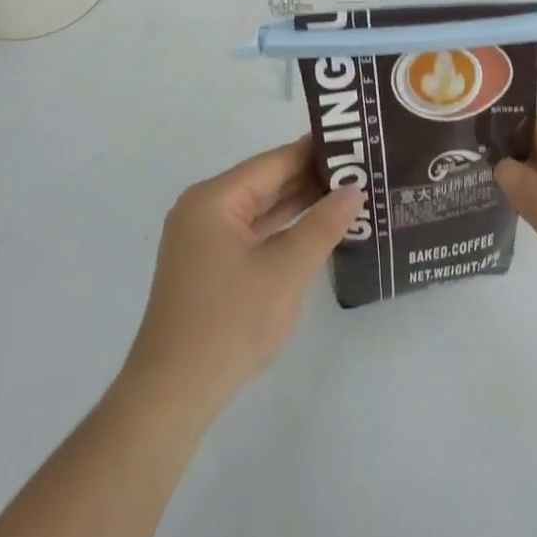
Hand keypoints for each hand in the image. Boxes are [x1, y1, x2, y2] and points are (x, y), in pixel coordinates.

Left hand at [123, 138, 360, 414]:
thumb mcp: (286, 271)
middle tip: (363, 168)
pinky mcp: (209, 264)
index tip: (358, 142)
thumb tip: (355, 189)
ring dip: (301, 204)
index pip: (275, 162)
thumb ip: (323, 225)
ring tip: (351, 192)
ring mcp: (204, 238)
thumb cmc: (229, 324)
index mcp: (215, 198)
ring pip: (262, 208)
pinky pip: (254, 233)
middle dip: (313, 177)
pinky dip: (284, 230)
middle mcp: (205, 208)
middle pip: (267, 182)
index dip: (317, 151)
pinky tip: (319, 228)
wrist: (173, 394)